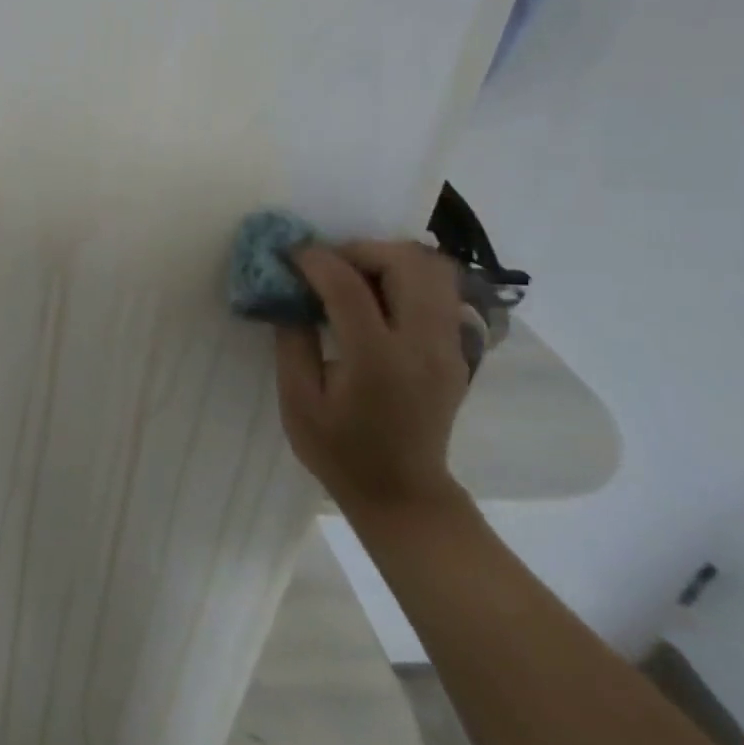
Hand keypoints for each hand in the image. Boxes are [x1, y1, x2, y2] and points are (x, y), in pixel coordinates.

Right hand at [275, 242, 471, 513]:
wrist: (403, 493)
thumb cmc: (340, 451)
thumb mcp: (298, 400)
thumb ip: (292, 341)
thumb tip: (287, 294)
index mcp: (377, 361)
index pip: (349, 287)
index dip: (314, 260)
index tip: (288, 254)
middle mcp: (422, 345)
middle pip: (406, 264)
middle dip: (359, 250)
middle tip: (326, 265)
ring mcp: (448, 346)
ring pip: (432, 270)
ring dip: (388, 259)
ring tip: (352, 276)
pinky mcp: (456, 349)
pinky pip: (439, 291)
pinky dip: (406, 277)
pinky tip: (375, 297)